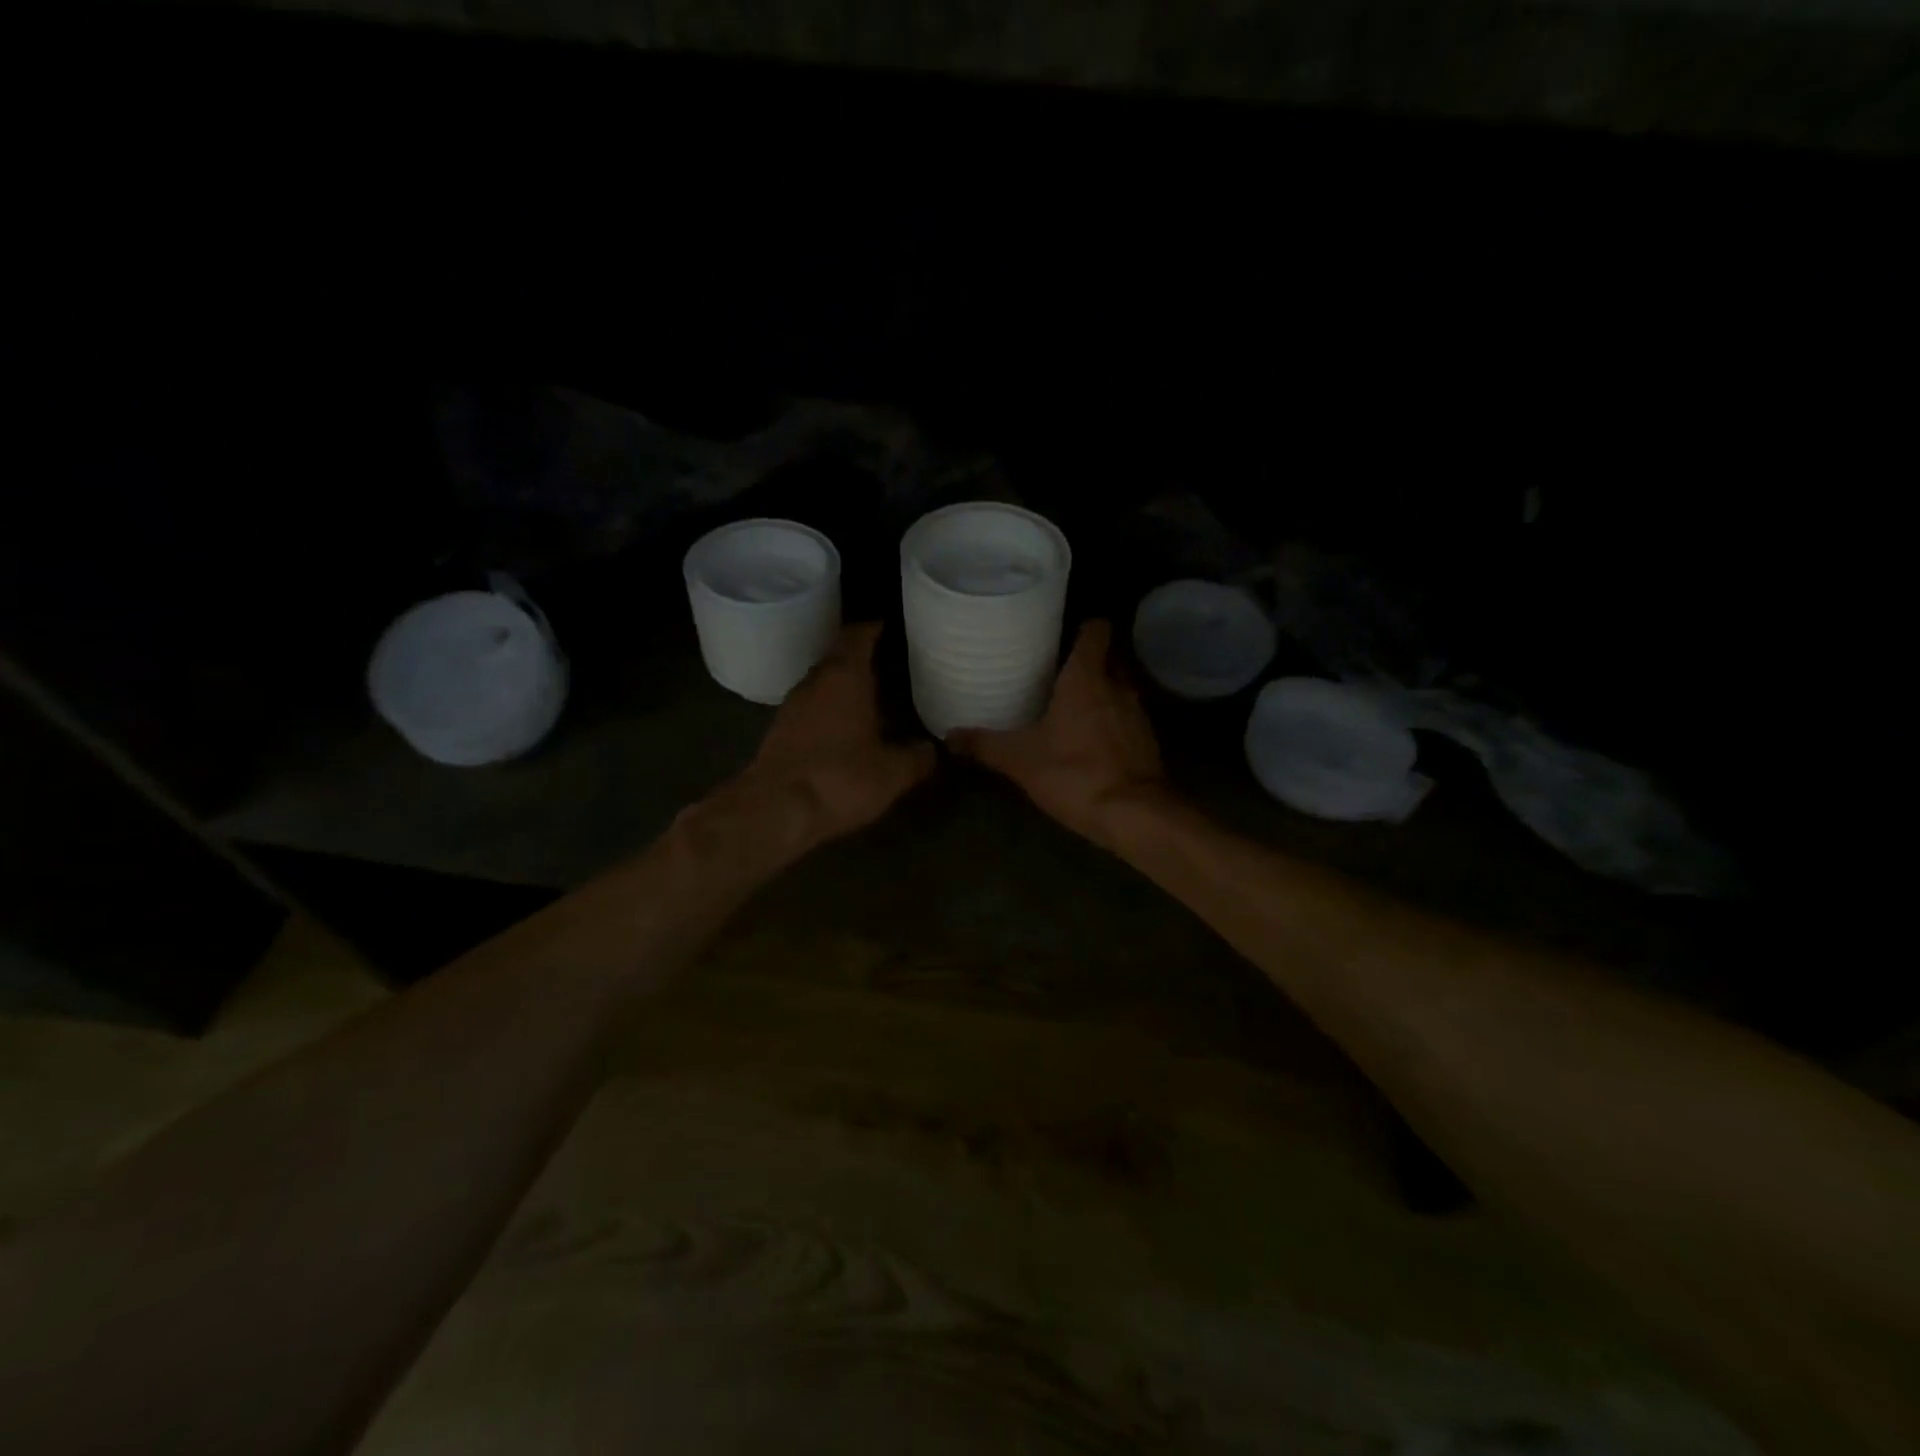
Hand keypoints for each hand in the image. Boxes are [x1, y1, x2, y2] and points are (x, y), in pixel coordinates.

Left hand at [722, 622, 935, 850]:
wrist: (775, 811)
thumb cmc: (840, 779)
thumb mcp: (893, 773)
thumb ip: (917, 757)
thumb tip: (932, 749)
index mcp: (845, 677)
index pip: (858, 636)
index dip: (875, 628)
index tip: (893, 627)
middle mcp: (816, 682)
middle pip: (839, 657)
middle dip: (863, 657)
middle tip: (893, 663)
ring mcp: (793, 706)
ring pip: (824, 683)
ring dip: (845, 685)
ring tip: (874, 695)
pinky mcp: (781, 731)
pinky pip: (812, 707)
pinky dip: (831, 709)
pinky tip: (847, 727)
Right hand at [948, 620, 1166, 848]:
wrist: (1132, 815)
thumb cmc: (1074, 773)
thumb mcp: (1020, 760)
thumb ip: (984, 744)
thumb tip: (948, 735)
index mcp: (1087, 678)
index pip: (1097, 631)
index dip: (1084, 626)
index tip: (1063, 632)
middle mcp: (1118, 686)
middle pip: (1108, 658)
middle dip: (1088, 662)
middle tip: (1057, 671)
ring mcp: (1138, 714)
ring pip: (1119, 689)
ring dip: (1101, 694)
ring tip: (1071, 705)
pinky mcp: (1147, 742)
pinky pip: (1127, 719)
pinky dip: (1111, 722)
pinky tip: (1092, 740)